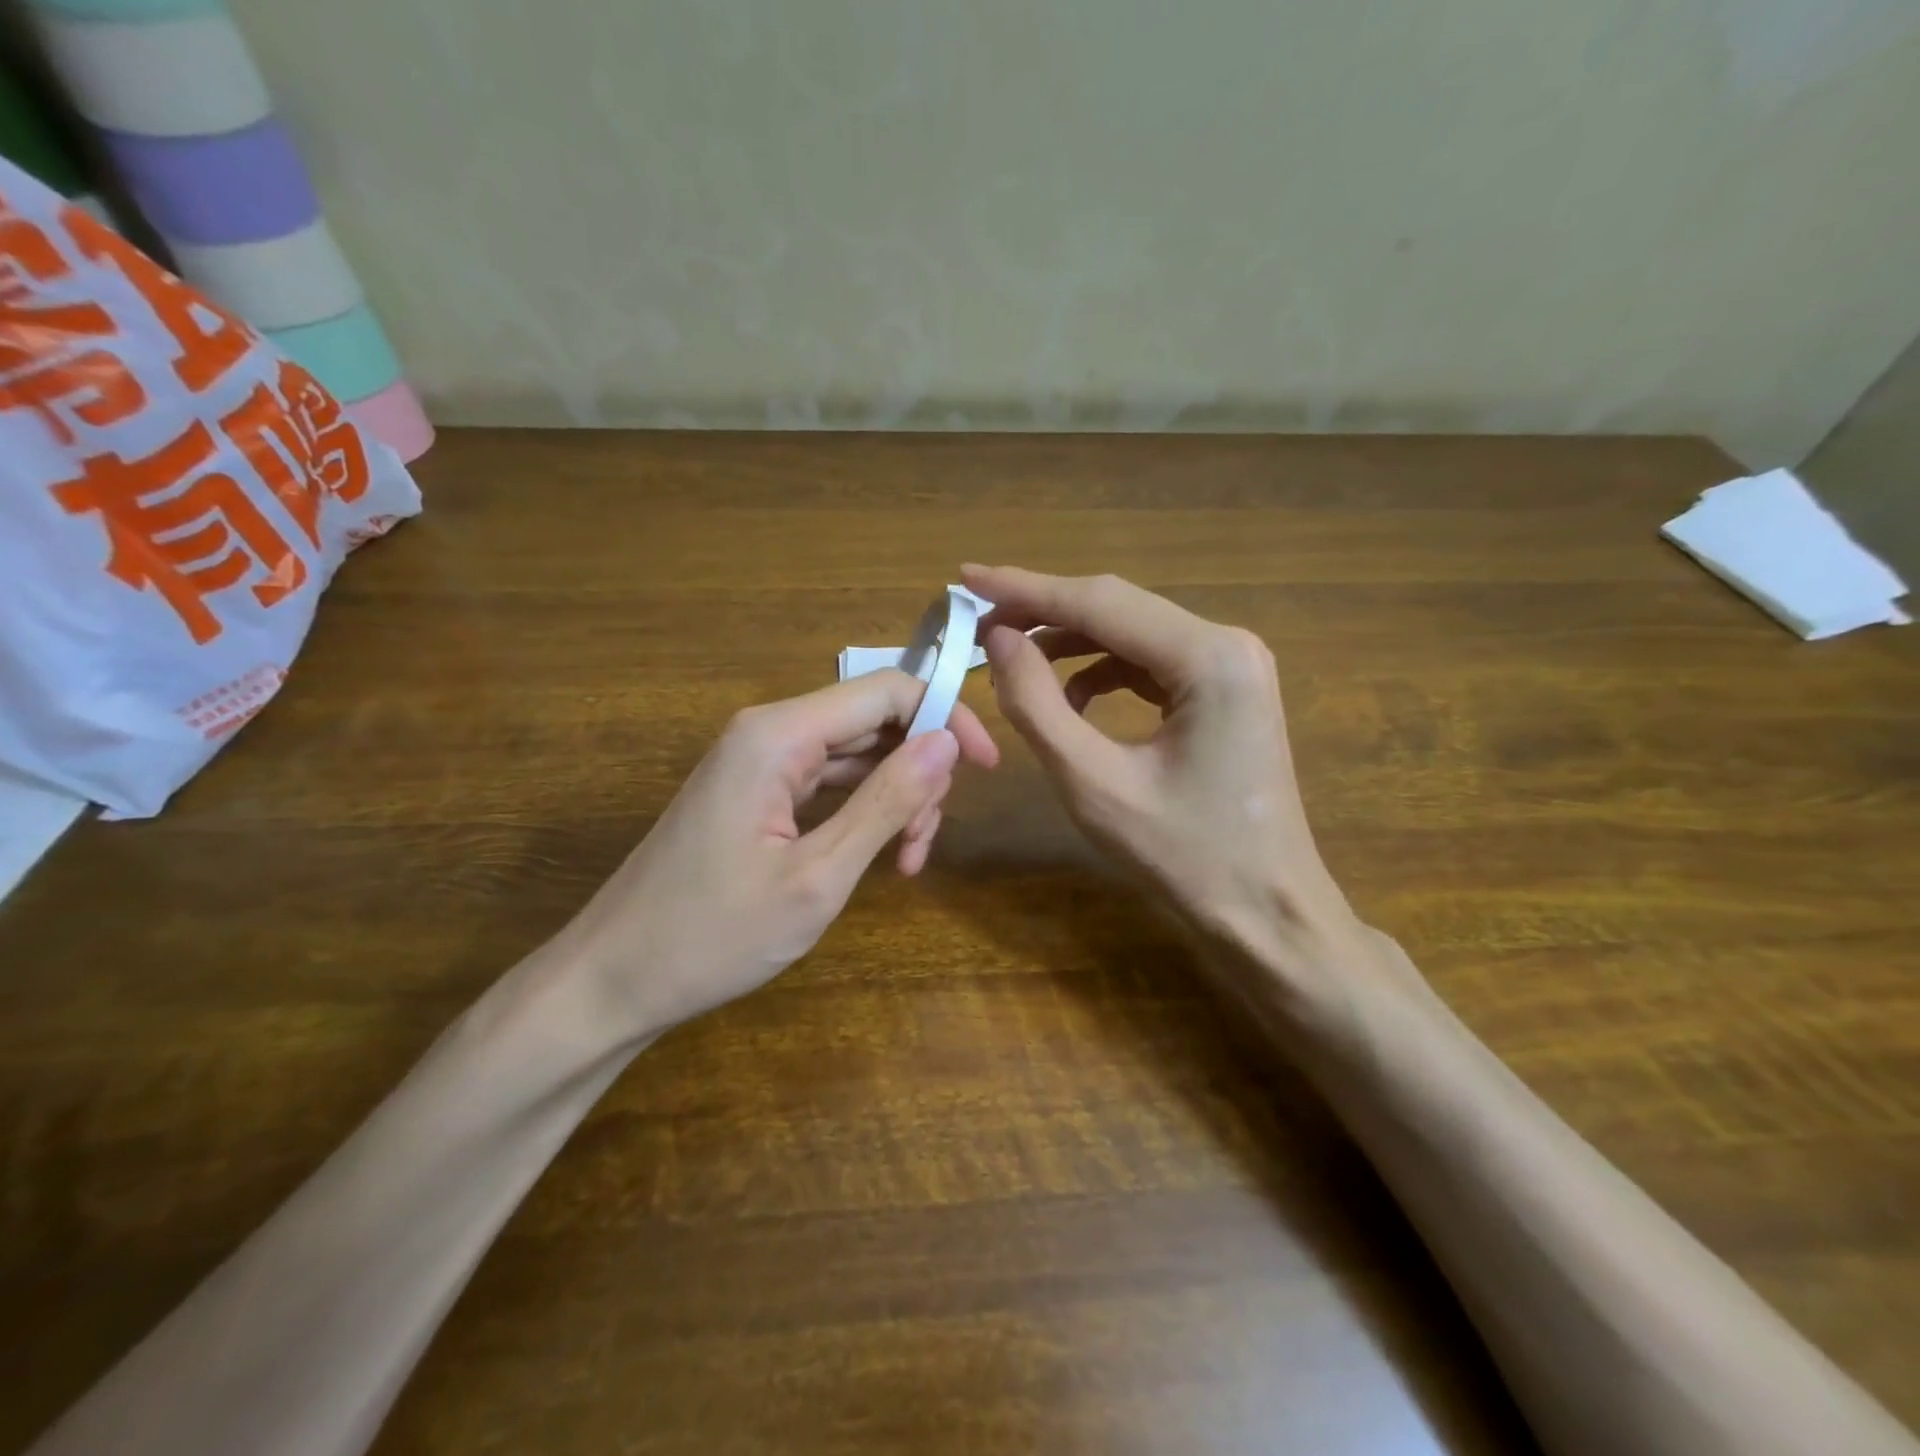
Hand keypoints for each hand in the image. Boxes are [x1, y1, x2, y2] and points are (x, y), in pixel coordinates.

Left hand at [554, 671, 998, 1041]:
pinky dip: (863, 812)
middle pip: (874, 720)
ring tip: (907, 861)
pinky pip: (829, 782)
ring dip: (895, 798)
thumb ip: (885, 802)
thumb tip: (948, 743)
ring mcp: (760, 762)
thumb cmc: (713, 935)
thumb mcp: (817, 876)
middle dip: (918, 772)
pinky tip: (880, 855)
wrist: (613, 980)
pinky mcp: (756, 792)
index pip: (887, 690)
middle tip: (925, 844)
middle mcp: (769, 732)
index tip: (985, 770)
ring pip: (857, 754)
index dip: (946, 717)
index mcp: (778, 735)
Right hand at [964, 564, 1369, 1021]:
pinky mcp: (1225, 690)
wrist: (1268, 913)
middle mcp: (1228, 643)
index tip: (967, 577)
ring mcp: (1232, 665)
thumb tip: (999, 640)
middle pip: (1118, 607)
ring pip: (1131, 632)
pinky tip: (1070, 700)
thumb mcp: (1094, 783)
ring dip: (1070, 642)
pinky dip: (1102, 671)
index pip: (1100, 602)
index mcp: (1209, 657)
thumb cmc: (1185, 858)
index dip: (1025, 589)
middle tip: (980, 621)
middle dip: (1044, 611)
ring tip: (1013, 661)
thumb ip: (1037, 705)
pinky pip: (1149, 662)